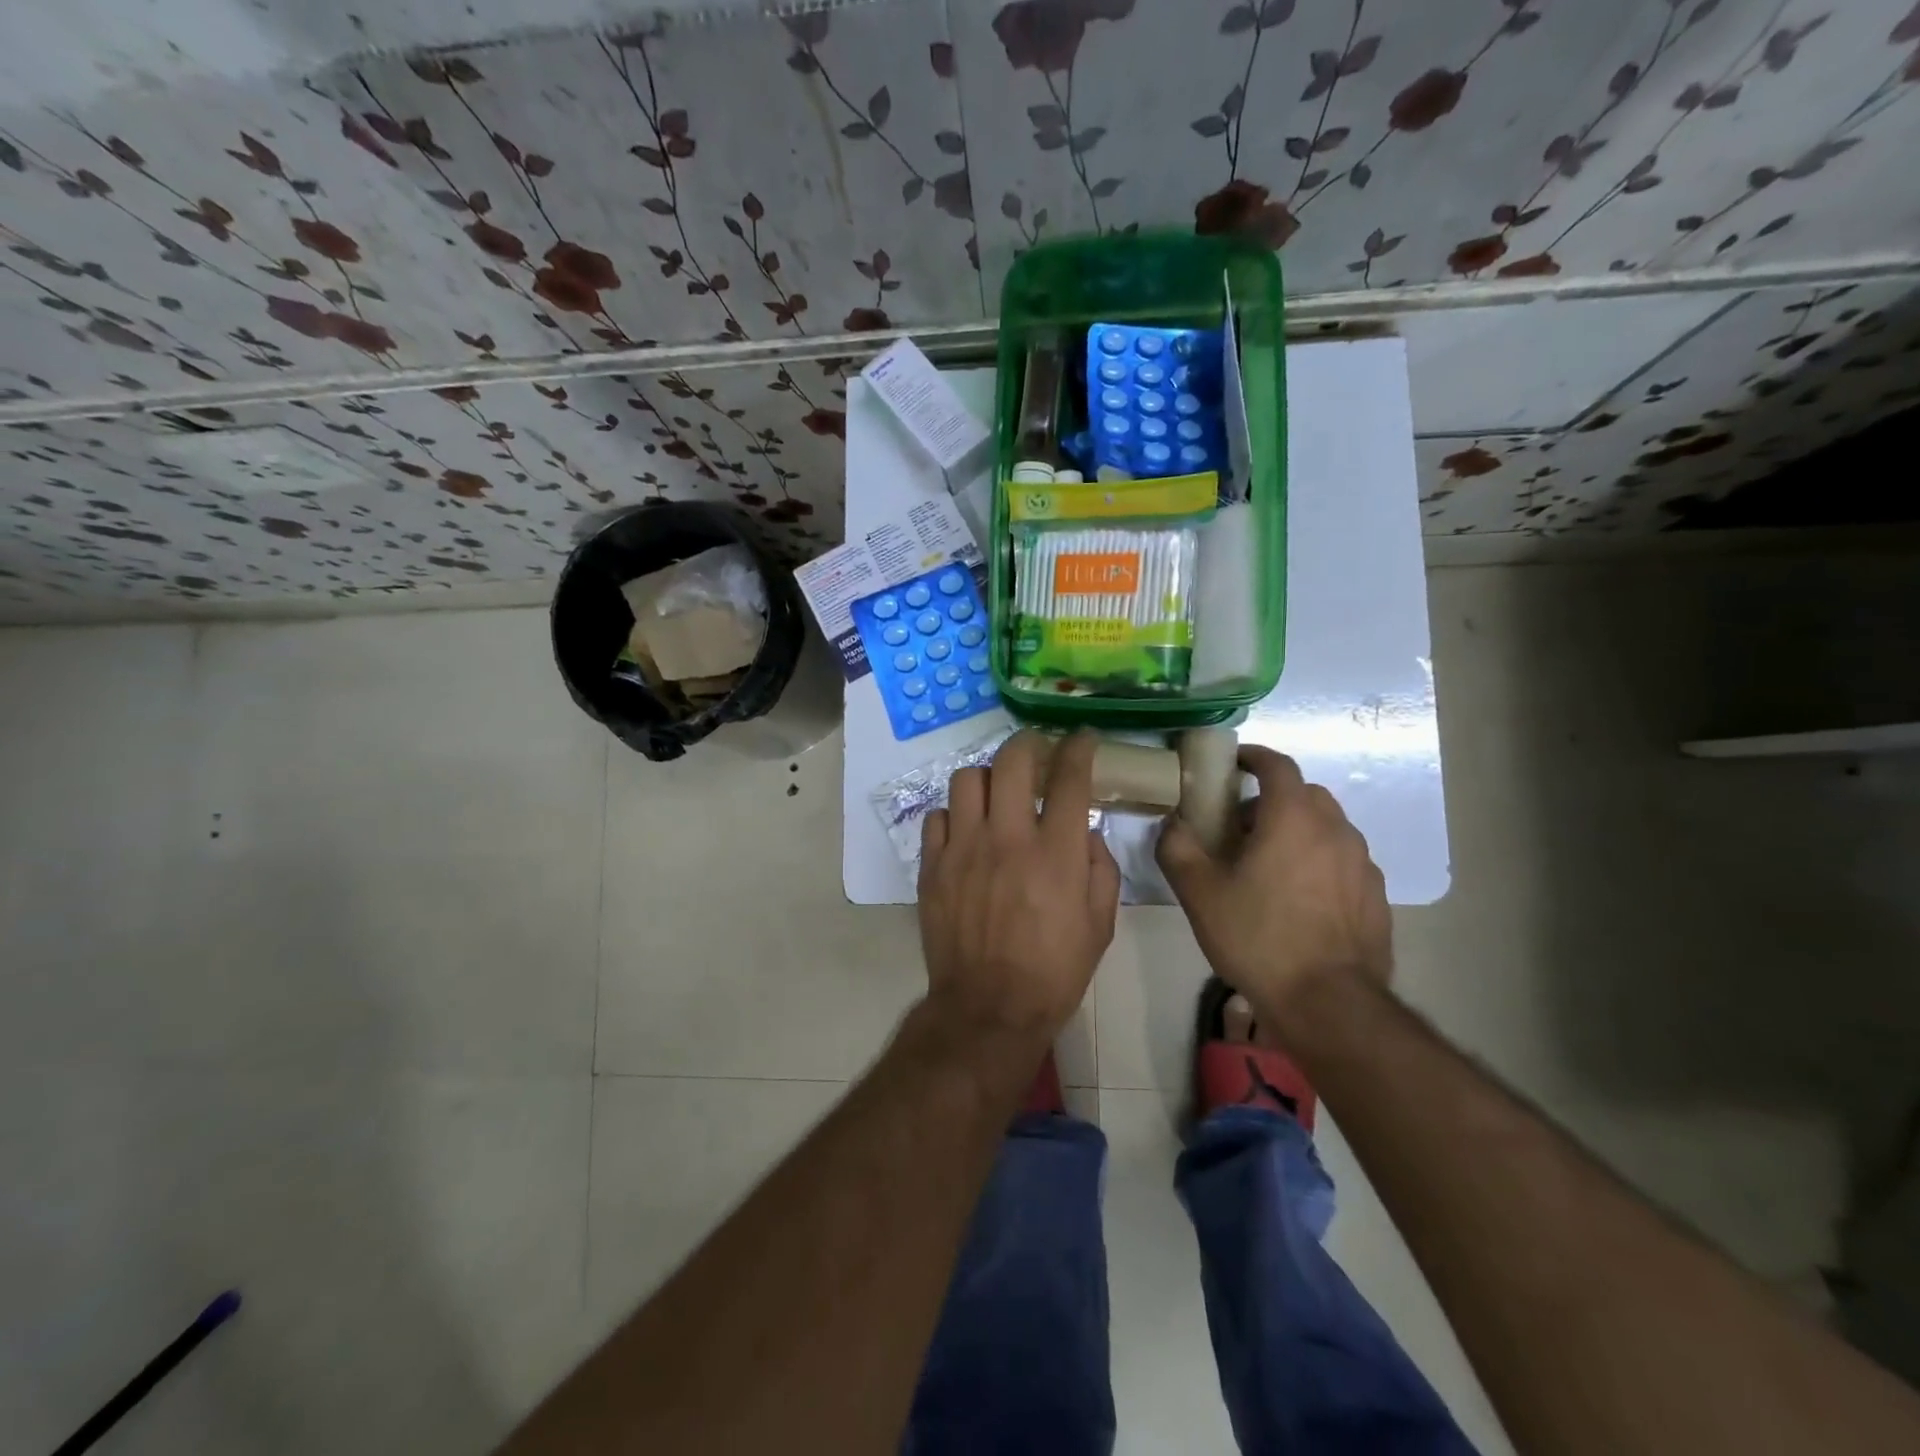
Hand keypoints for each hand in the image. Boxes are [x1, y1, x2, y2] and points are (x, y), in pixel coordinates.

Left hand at [917, 730, 1120, 1047]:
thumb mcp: (1100, 924)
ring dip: (987, 778)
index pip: (1068, 777)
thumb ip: (1099, 868)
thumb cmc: (1054, 970)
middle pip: (1011, 760)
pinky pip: (937, 817)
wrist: (988, 1008)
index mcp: (1054, 853)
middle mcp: (1007, 838)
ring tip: (996, 795)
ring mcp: (963, 849)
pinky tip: (966, 832)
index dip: (1078, 747)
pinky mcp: (932, 866)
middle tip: (1036, 754)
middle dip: (1028, 744)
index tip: (1081, 738)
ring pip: (966, 779)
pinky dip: (954, 815)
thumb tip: (1084, 832)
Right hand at [1156, 746, 1390, 1033]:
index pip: (1277, 765)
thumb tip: (1173, 824)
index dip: (1254, 757)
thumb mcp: (1199, 892)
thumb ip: (1177, 847)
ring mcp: (1363, 864)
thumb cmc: (1257, 937)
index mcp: (1293, 817)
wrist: (1328, 1003)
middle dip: (1273, 799)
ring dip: (1299, 832)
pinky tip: (1300, 900)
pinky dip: (1320, 863)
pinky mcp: (1376, 897)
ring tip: (1271, 866)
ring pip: (1328, 828)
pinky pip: (1344, 862)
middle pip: (1305, 794)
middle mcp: (1335, 830)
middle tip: (1242, 826)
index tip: (1233, 764)